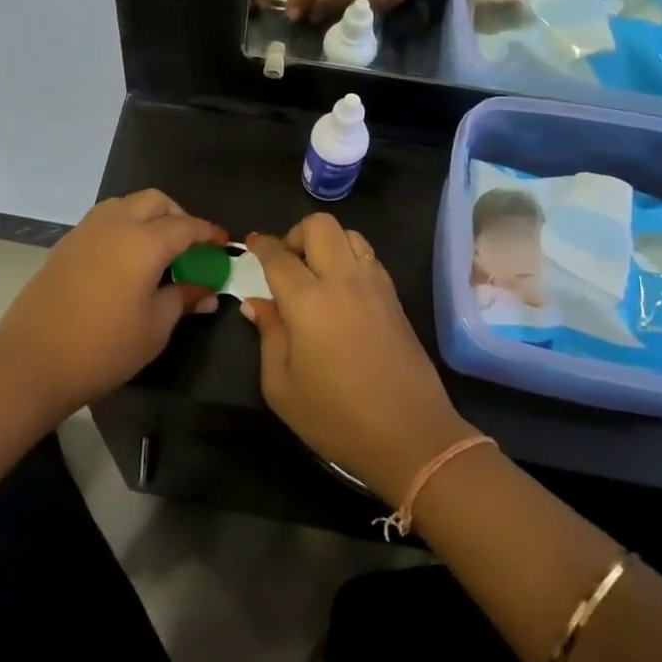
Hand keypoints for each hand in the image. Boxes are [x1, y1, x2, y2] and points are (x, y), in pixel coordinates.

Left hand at [0, 191, 225, 421]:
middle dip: (177, 215)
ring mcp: (85, 231)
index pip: (186, 226)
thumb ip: (182, 299)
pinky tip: (125, 259)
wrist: (32, 361)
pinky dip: (122, 226)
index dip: (208, 233)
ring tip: (157, 249)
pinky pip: (103, 219)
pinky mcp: (65, 244)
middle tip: (189, 246)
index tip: (223, 244)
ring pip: (125, 203)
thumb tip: (206, 291)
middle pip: (154, 201)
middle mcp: (115, 224)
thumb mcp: (155, 327)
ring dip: (147, 215)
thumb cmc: (104, 347)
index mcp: (144, 241)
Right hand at [243, 215, 478, 502]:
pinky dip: (350, 258)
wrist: (411, 436)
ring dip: (327, 243)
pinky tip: (341, 290)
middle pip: (320, 225)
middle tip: (286, 263)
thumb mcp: (282, 386)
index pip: (278, 256)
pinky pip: (369, 257)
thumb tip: (257, 303)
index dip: (261, 245)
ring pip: (350, 234)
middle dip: (296, 234)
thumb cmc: (336, 417)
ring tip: (315, 274)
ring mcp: (375, 286)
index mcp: (309, 301)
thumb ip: (268, 335)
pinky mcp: (395, 298)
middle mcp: (343, 281)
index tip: (251, 243)